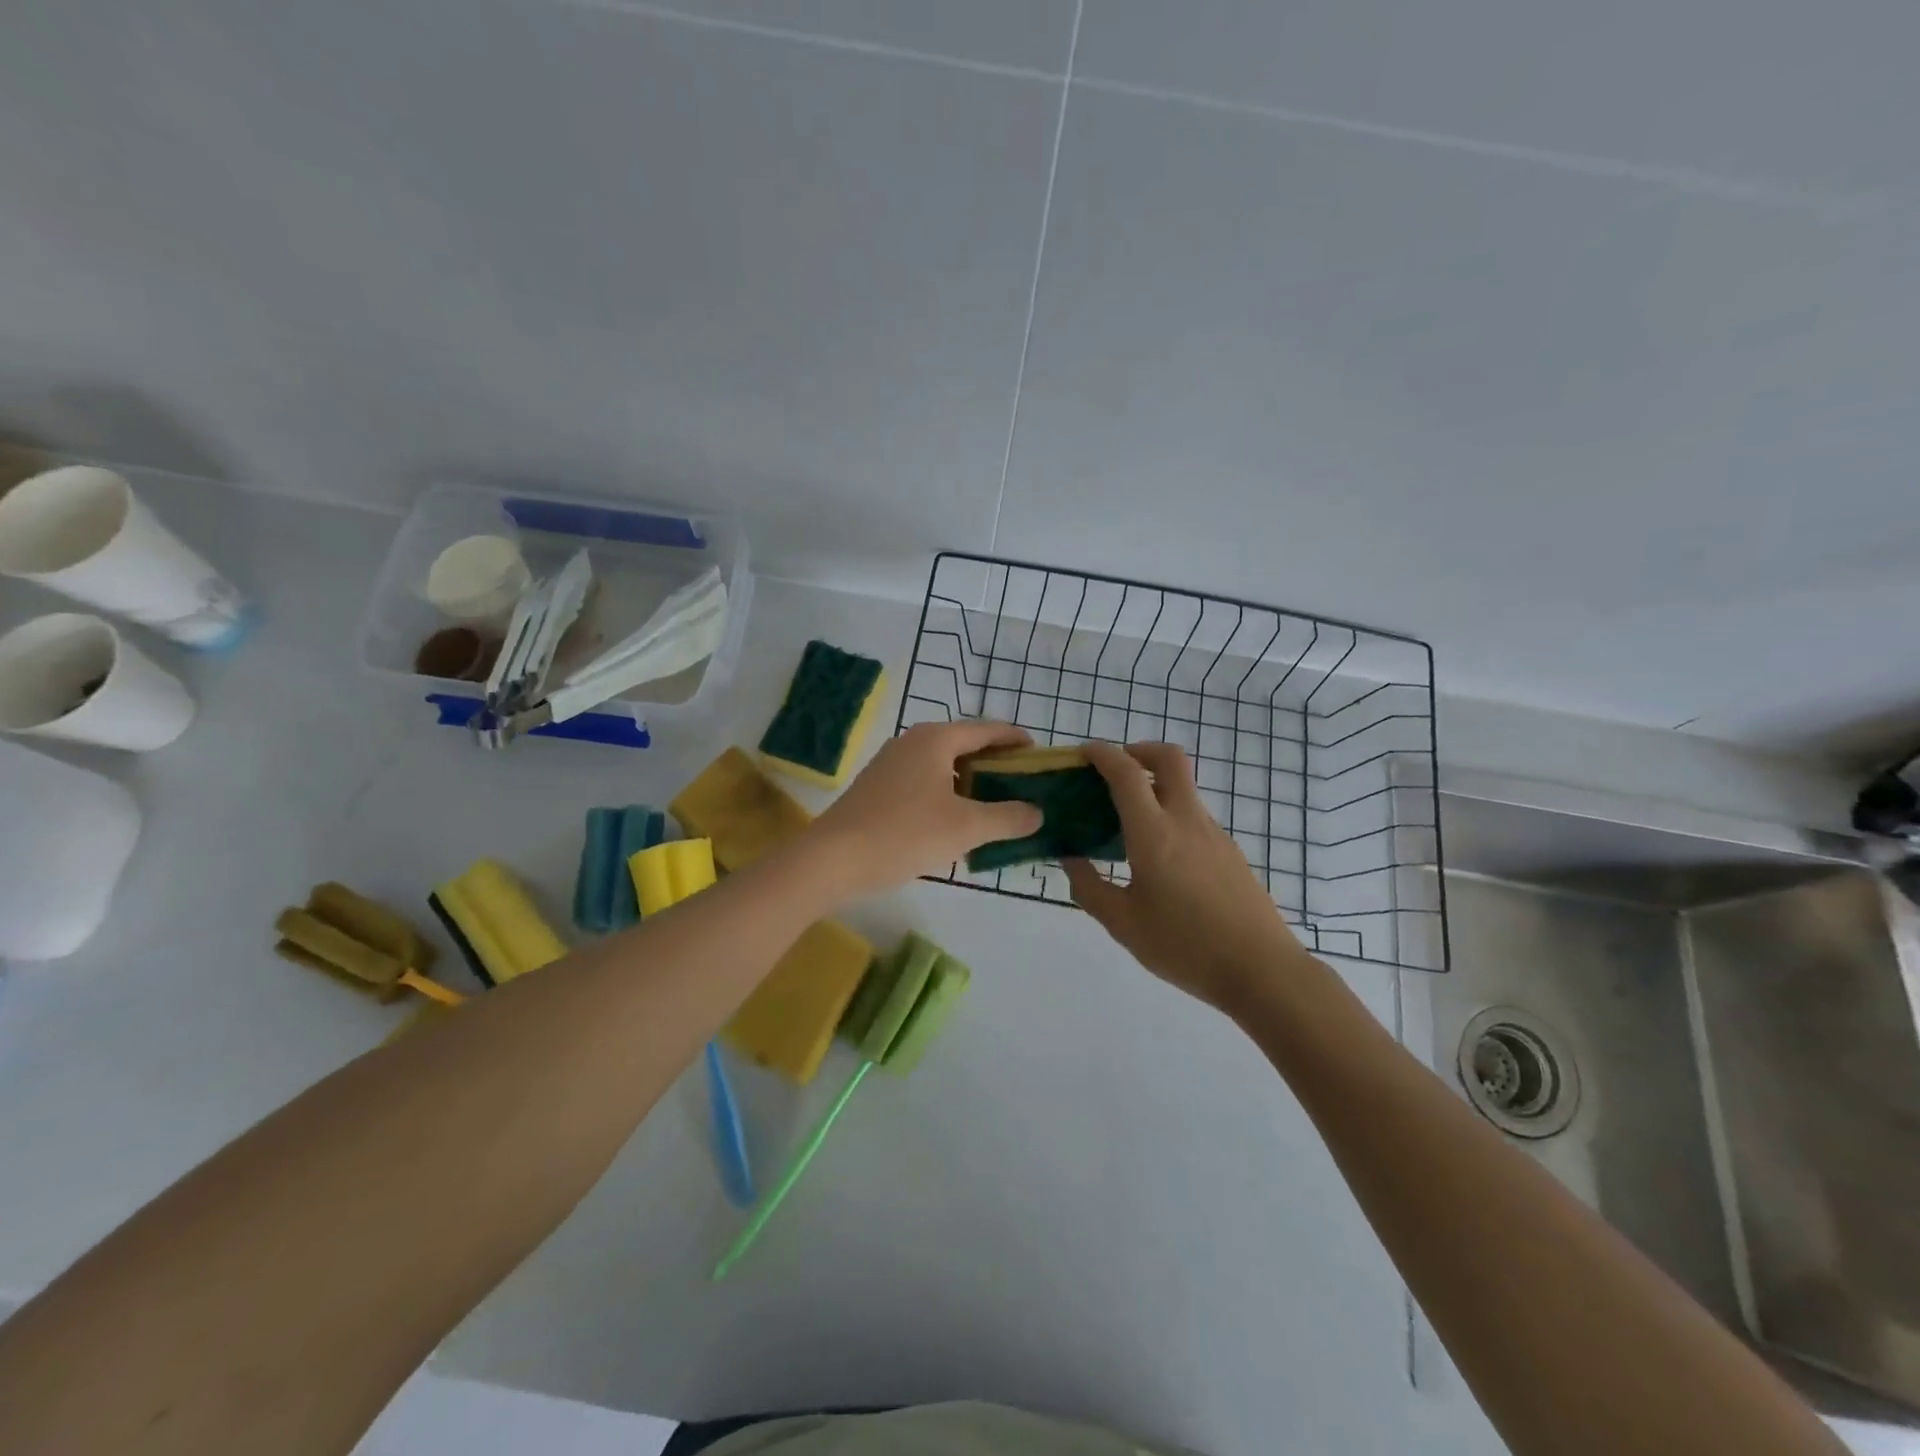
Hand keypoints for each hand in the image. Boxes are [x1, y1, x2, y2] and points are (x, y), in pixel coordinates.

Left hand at [810, 721, 1044, 897]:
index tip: (1040, 756)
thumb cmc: (905, 833)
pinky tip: (955, 823)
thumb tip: (1038, 813)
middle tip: (1023, 787)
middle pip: (965, 745)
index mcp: (936, 739)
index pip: (988, 729)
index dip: (1017, 740)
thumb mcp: (966, 827)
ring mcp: (891, 764)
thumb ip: (1008, 817)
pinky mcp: (878, 787)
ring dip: (971, 783)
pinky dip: (947, 795)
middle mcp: (913, 741)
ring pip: (943, 766)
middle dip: (996, 764)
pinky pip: (924, 783)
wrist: (833, 858)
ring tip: (995, 808)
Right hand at [1065, 742, 1309, 1009]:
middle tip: (1114, 770)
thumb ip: (1089, 888)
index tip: (1083, 753)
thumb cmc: (1185, 946)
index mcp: (1154, 833)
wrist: (1261, 970)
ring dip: (1153, 787)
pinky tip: (1158, 858)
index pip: (1126, 772)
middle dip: (1139, 750)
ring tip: (1126, 825)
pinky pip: (1193, 817)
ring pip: (1182, 789)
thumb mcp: (1123, 923)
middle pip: (1169, 758)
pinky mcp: (1230, 851)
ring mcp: (1213, 834)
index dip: (1102, 753)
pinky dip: (1169, 815)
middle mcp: (1186, 820)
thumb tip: (1071, 860)